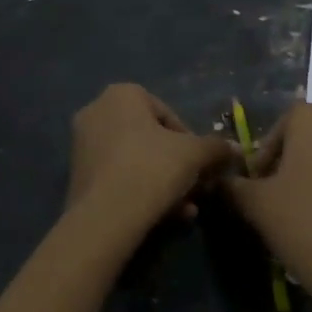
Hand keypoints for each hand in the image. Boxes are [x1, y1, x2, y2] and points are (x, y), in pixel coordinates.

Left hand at [66, 84, 232, 238]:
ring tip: (185, 209)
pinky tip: (164, 216)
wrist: (106, 216)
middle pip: (151, 139)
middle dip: (177, 165)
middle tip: (195, 188)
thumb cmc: (153, 168)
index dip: (190, 141)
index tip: (202, 164)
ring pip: (136, 161)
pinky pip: (119, 177)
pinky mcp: (76, 176)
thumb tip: (235, 149)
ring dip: (164, 182)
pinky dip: (142, 191)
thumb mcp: (196, 154)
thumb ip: (216, 147)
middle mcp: (96, 111)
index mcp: (122, 94)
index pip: (168, 114)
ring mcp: (82, 144)